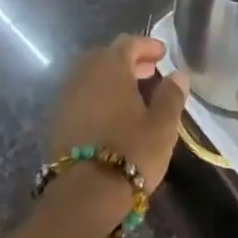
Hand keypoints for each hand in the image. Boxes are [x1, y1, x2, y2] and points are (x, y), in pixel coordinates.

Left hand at [46, 35, 188, 204]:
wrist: (84, 194)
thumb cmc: (131, 152)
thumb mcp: (162, 125)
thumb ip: (171, 95)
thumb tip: (179, 74)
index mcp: (110, 67)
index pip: (128, 43)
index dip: (146, 46)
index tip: (162, 54)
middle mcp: (84, 74)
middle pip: (106, 56)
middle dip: (128, 61)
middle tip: (149, 73)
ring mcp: (67, 96)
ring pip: (91, 76)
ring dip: (111, 79)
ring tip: (132, 95)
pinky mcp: (57, 119)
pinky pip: (81, 95)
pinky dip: (97, 95)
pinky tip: (111, 114)